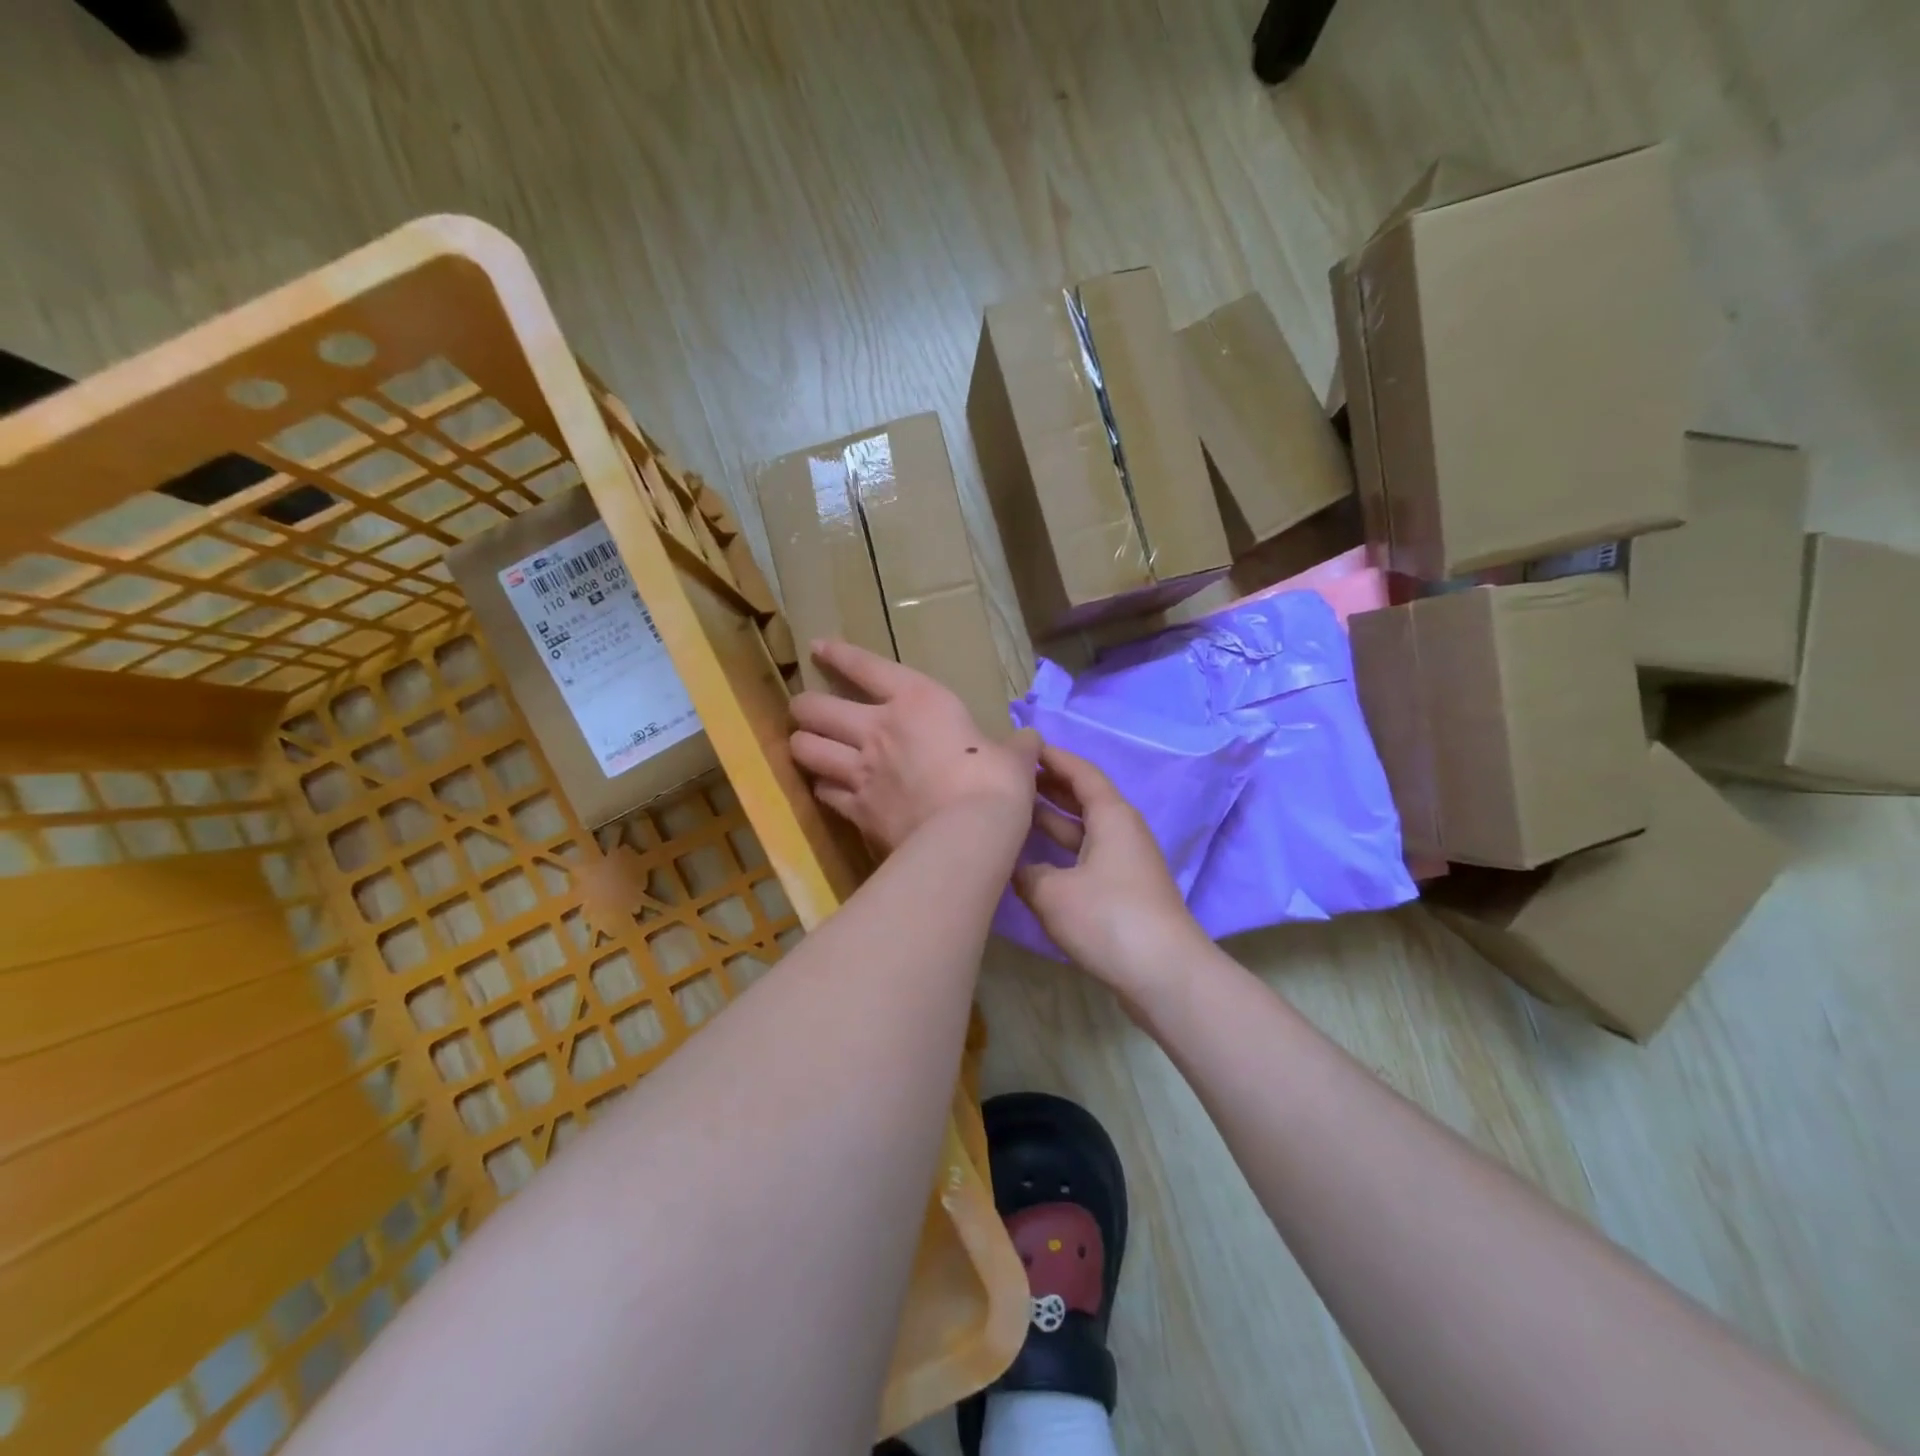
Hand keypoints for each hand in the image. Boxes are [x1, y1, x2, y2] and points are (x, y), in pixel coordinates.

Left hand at [789, 639, 1039, 853]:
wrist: (968, 834)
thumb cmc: (995, 782)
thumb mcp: (1014, 758)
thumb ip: (1015, 747)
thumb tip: (1031, 743)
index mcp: (916, 701)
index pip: (865, 666)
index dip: (838, 654)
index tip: (818, 647)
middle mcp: (877, 729)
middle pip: (814, 708)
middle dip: (805, 707)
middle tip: (808, 712)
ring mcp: (860, 771)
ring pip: (805, 749)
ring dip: (804, 747)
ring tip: (808, 748)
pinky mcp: (855, 810)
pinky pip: (823, 794)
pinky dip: (823, 791)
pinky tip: (828, 792)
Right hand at [1013, 743, 1204, 998]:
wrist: (1164, 974)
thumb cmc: (1109, 919)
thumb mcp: (1053, 893)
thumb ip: (1026, 872)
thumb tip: (1014, 866)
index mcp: (1112, 816)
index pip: (1081, 772)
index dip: (1053, 758)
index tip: (1024, 747)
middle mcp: (1121, 831)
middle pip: (1083, 798)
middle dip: (1049, 786)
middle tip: (1011, 779)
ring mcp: (1124, 862)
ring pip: (1083, 830)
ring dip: (1052, 820)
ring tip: (1014, 813)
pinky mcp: (1123, 890)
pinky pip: (1086, 855)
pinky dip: (1060, 850)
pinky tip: (1032, 860)